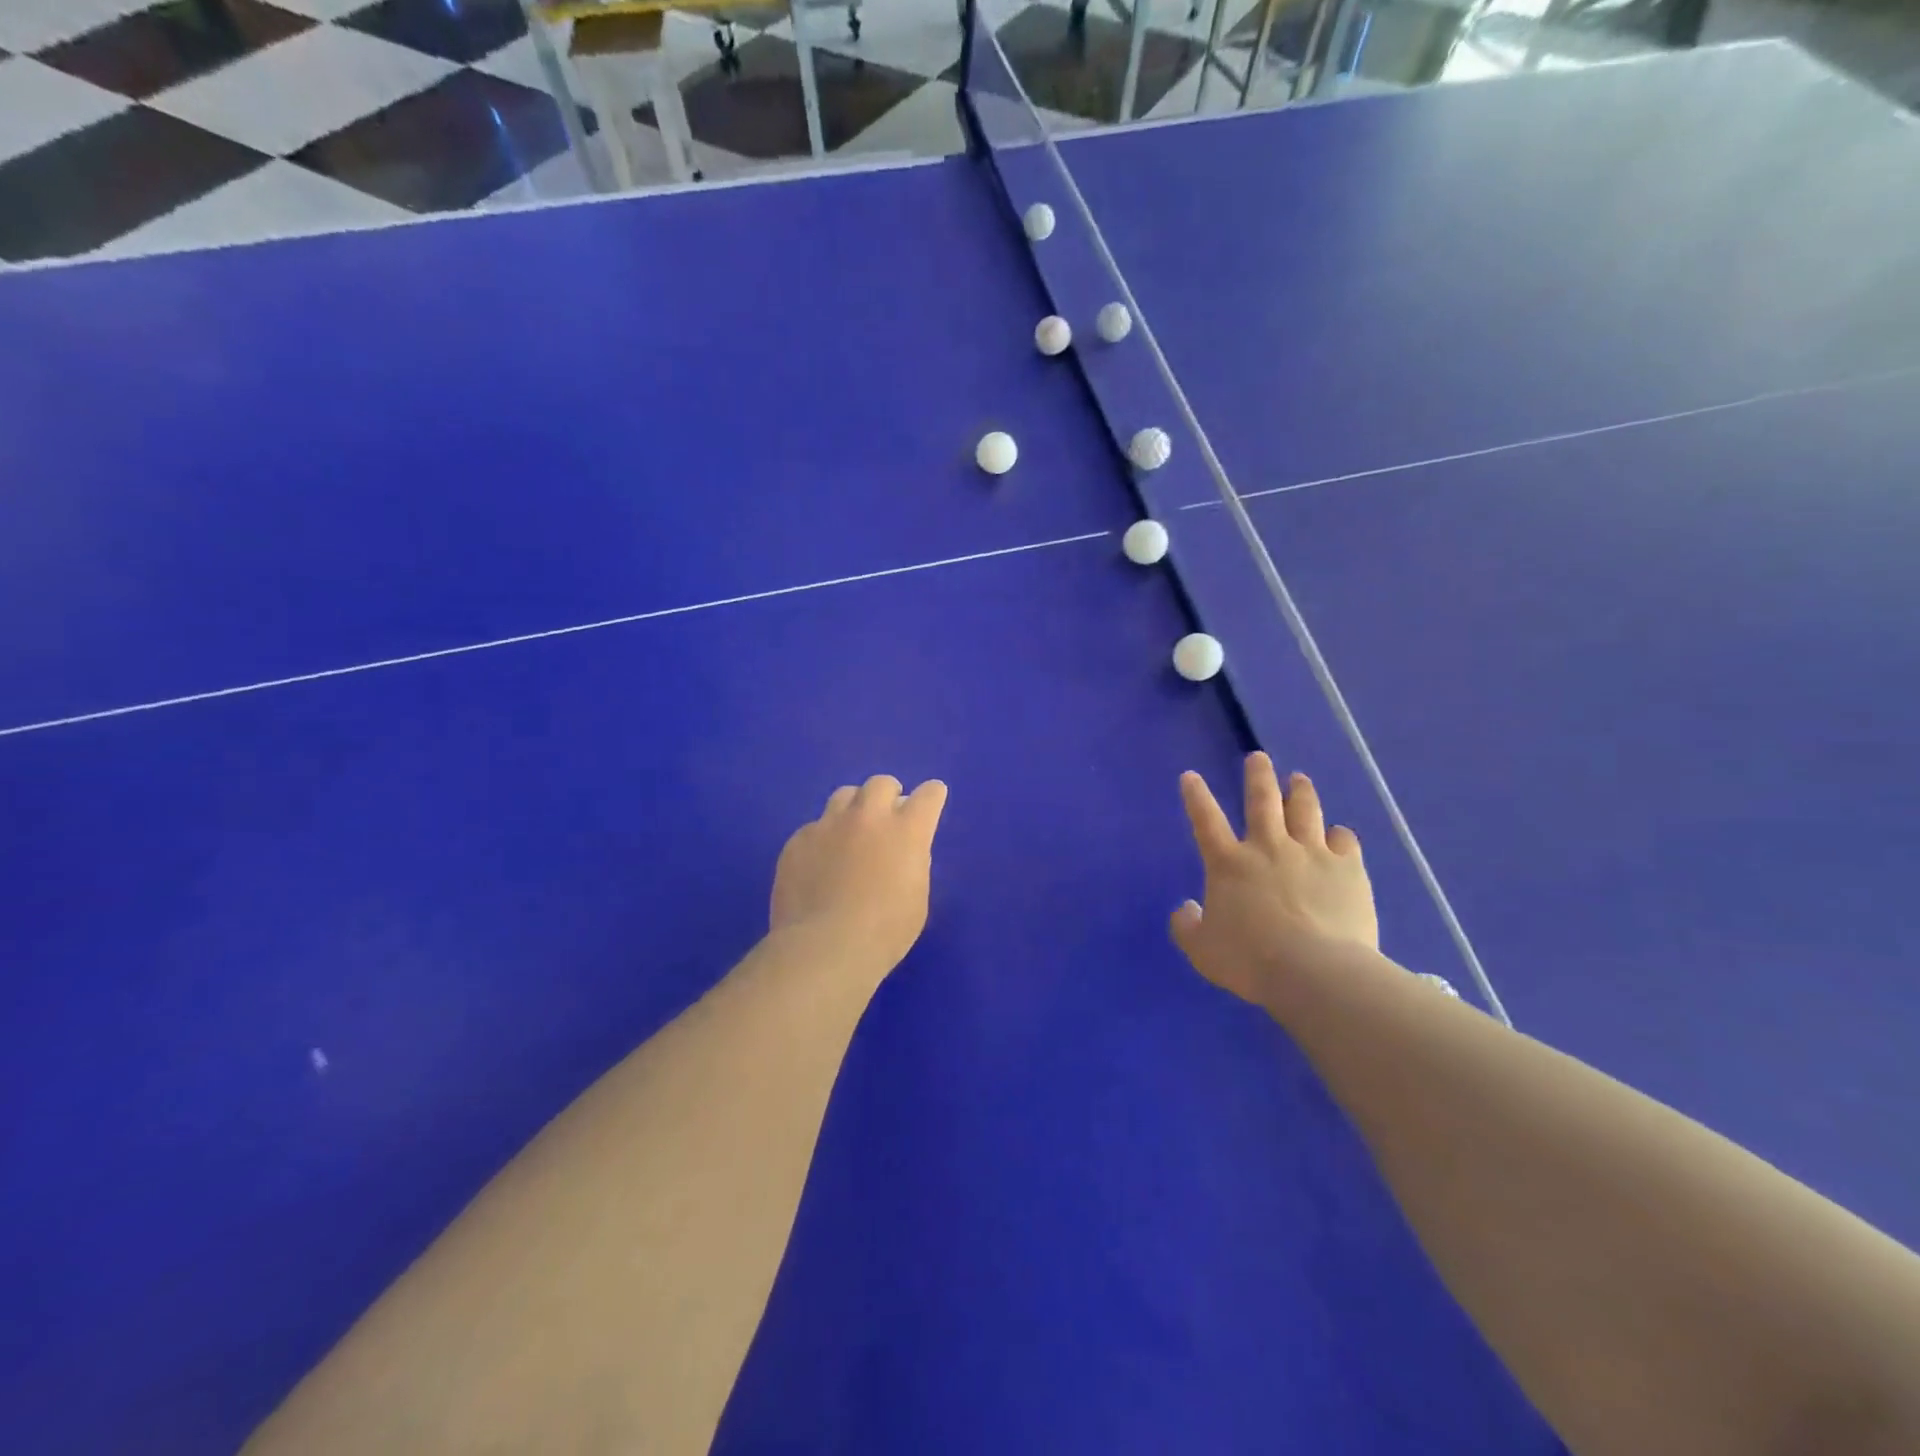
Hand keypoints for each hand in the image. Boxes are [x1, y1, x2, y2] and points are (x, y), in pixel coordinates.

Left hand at [770, 775, 947, 978]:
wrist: (824, 947)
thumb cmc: (884, 932)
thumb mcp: (916, 898)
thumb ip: (912, 863)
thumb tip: (900, 852)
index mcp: (906, 831)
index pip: (928, 795)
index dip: (932, 796)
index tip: (931, 800)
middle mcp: (868, 817)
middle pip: (881, 784)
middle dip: (889, 794)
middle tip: (888, 816)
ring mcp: (829, 825)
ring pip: (844, 795)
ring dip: (854, 808)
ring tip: (852, 831)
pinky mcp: (798, 840)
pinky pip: (815, 827)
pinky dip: (824, 838)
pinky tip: (820, 863)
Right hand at [1169, 754, 1377, 1008]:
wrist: (1316, 972)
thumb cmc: (1251, 962)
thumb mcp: (1202, 951)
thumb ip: (1187, 927)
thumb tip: (1186, 909)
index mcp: (1229, 864)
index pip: (1205, 820)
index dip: (1195, 796)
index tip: (1190, 776)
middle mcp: (1268, 847)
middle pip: (1262, 800)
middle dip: (1258, 776)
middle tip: (1258, 757)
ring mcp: (1311, 853)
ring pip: (1305, 810)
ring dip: (1300, 791)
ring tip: (1299, 779)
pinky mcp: (1347, 868)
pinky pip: (1344, 840)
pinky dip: (1339, 835)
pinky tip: (1338, 834)